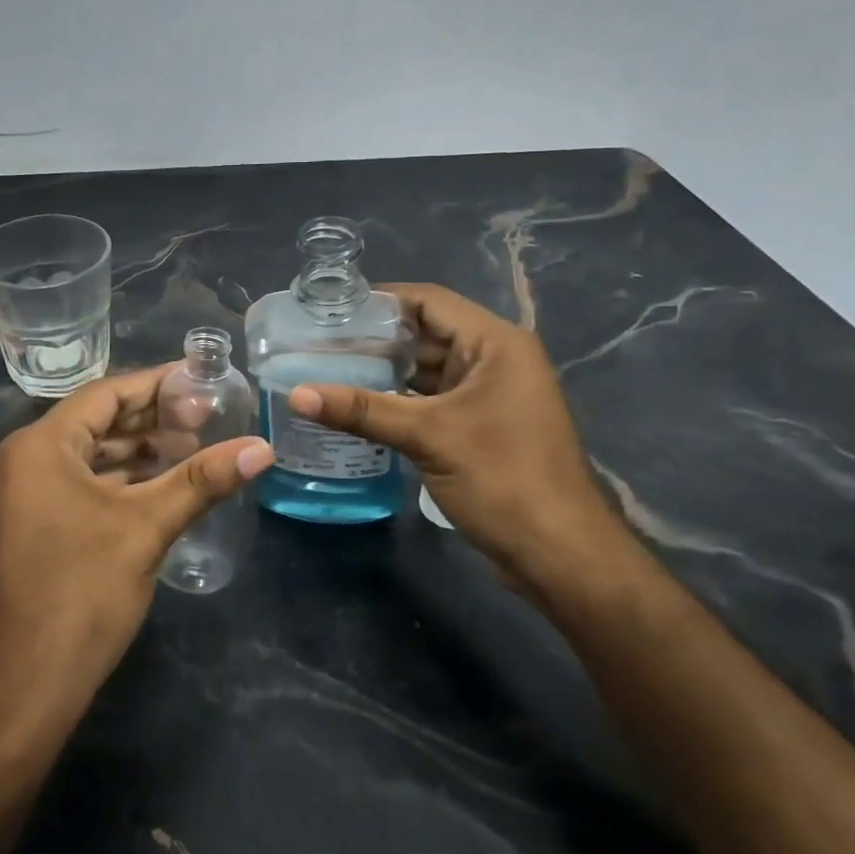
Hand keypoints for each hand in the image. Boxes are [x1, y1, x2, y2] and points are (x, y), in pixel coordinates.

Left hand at [0, 367, 271, 716]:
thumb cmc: (83, 592)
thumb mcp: (147, 527)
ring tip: (190, 446)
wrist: (27, 686)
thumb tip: (262, 447)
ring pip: (85, 457)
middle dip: (149, 419)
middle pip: (94, 423)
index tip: (198, 378)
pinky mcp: (25, 526)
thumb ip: (203, 480)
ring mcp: (18, 497)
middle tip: (204, 415)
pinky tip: (156, 485)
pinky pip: (74, 485)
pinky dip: (115, 481)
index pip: (104, 395)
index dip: (155, 384)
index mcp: (38, 447)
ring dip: (135, 452)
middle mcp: (20, 462)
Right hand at [286, 284, 616, 586]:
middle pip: (426, 334)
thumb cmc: (502, 479)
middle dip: (375, 339)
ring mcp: (489, 395)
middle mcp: (495, 360)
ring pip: (427, 370)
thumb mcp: (428, 436)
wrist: (558, 552)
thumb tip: (296, 395)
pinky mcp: (480, 426)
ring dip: (384, 372)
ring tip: (328, 371)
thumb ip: (362, 410)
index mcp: (495, 344)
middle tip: (319, 343)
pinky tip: (358, 408)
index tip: (331, 309)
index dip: (381, 300)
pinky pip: (432, 400)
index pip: (430, 302)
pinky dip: (398, 400)